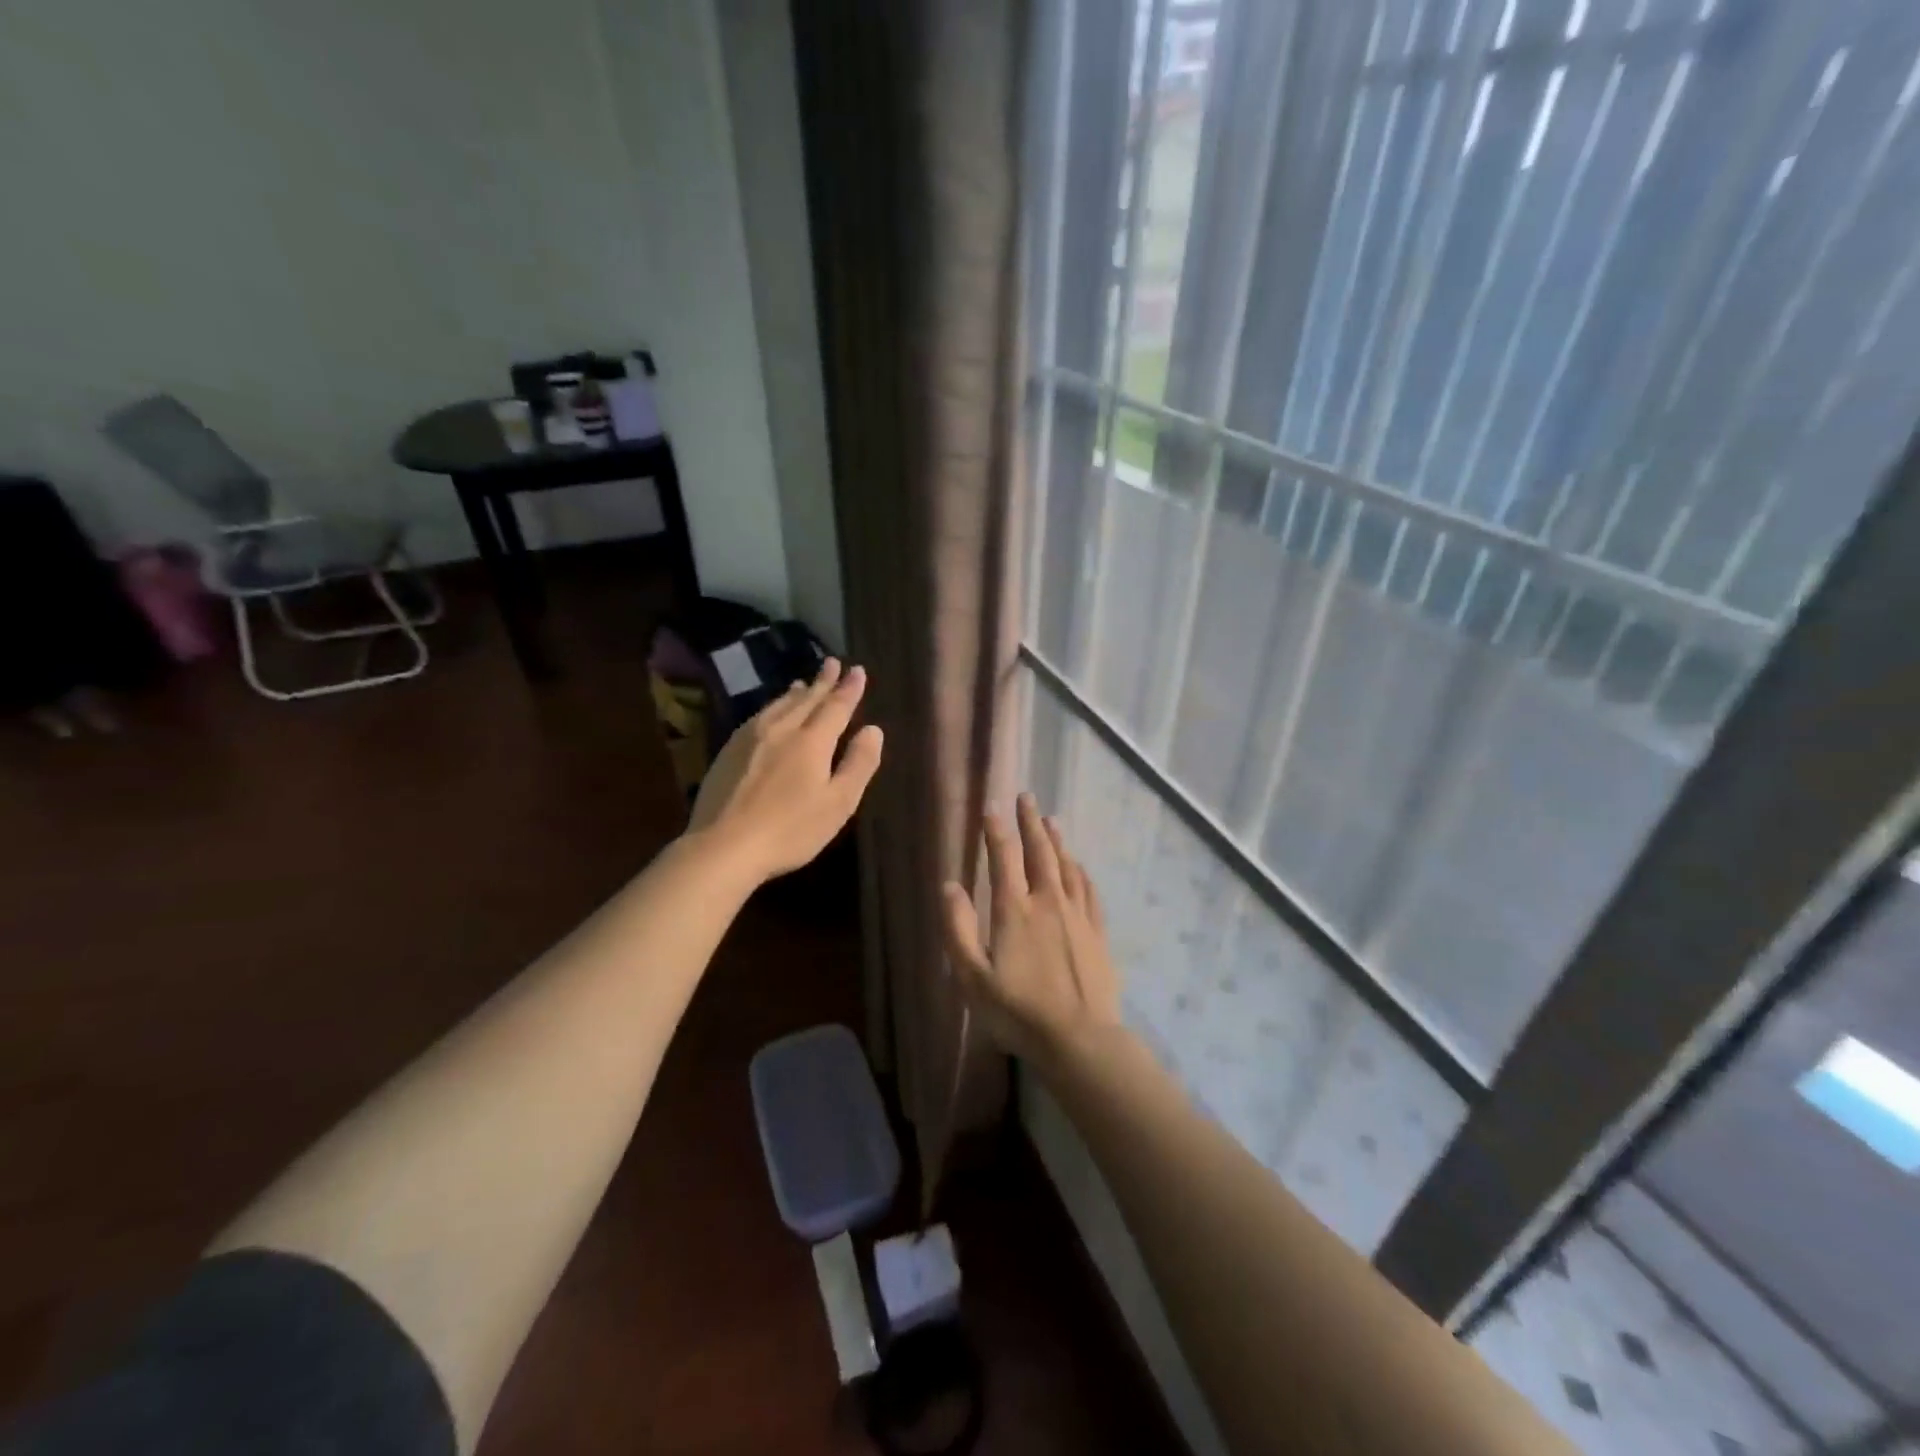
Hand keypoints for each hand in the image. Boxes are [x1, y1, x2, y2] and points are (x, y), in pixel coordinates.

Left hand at [687, 659, 883, 881]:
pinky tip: (770, 713)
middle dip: (822, 681)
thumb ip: (859, 764)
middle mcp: (781, 729)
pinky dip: (773, 707)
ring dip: (795, 692)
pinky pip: (758, 716)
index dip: (849, 689)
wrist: (723, 846)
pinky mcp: (729, 751)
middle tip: (832, 663)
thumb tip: (873, 730)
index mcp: (812, 741)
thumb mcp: (838, 803)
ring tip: (802, 682)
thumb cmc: (790, 830)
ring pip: (779, 705)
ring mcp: (750, 738)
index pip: (836, 707)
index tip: (857, 670)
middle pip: (806, 699)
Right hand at [942, 793, 1121, 1069]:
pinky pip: (1088, 891)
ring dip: (1056, 840)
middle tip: (1026, 797)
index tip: (993, 805)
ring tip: (1050, 819)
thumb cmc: (1018, 1011)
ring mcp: (1076, 915)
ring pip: (1066, 866)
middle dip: (1030, 822)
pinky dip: (1081, 871)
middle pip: (1039, 852)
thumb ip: (958, 929)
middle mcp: (1047, 902)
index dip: (997, 829)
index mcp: (1014, 910)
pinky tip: (1078, 865)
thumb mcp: (972, 977)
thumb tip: (950, 886)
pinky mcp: (1096, 932)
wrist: (1079, 1039)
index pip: (1004, 857)